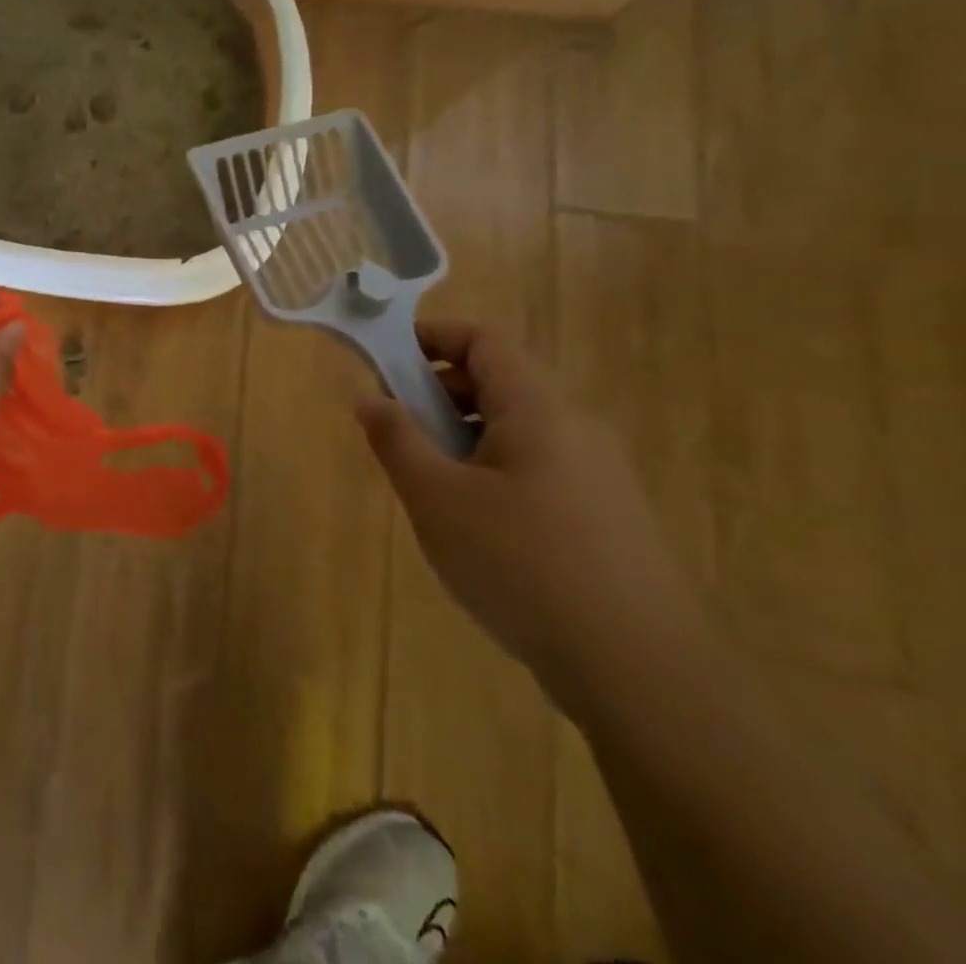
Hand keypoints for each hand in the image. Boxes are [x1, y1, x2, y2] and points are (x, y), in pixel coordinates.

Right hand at [355, 320, 709, 714]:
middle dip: (439, 393)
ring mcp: (601, 474)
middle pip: (501, 381)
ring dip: (464, 435)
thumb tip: (369, 397)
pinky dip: (495, 469)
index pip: (485, 339)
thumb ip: (396, 439)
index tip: (385, 363)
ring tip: (431, 484)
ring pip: (519, 427)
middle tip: (399, 431)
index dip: (432, 338)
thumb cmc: (522, 565)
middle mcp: (577, 428)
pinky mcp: (609, 516)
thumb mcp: (435, 498)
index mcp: (539, 410)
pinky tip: (477, 526)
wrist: (641, 673)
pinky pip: (540, 466)